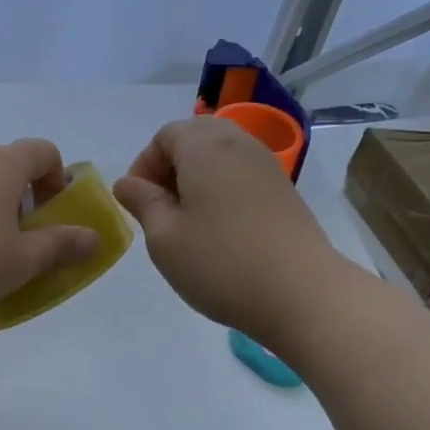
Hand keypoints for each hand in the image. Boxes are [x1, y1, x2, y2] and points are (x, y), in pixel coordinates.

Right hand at [113, 117, 341, 334]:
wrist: (302, 294)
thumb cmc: (220, 263)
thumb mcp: (163, 237)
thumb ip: (142, 202)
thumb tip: (127, 183)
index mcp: (205, 147)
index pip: (165, 135)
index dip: (144, 165)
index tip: (138, 203)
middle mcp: (239, 145)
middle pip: (195, 137)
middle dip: (170, 166)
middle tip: (160, 208)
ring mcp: (267, 167)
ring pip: (220, 155)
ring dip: (196, 178)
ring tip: (188, 221)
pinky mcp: (284, 191)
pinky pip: (241, 174)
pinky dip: (221, 189)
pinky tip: (218, 229)